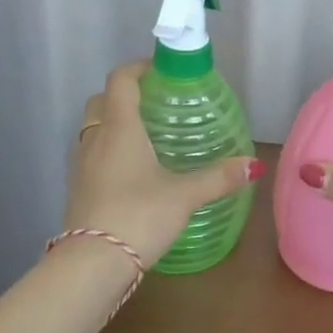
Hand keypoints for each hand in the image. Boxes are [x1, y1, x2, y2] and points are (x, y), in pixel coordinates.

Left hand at [65, 62, 262, 267]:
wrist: (91, 265)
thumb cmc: (138, 216)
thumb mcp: (184, 195)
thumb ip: (219, 177)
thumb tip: (254, 164)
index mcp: (119, 128)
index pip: (121, 80)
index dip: (138, 67)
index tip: (162, 69)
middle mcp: (95, 140)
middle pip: (102, 101)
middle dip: (125, 94)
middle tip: (156, 103)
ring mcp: (82, 166)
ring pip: (94, 129)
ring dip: (114, 123)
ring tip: (148, 135)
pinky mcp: (79, 190)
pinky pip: (92, 155)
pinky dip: (110, 150)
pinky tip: (134, 171)